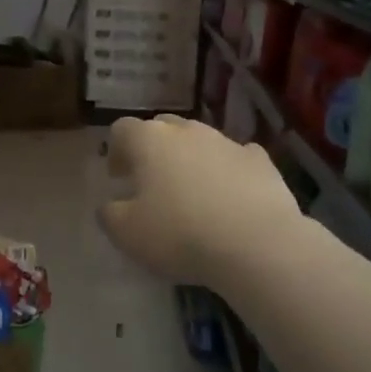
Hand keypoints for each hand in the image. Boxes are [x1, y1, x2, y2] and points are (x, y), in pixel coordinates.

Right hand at [98, 114, 304, 284]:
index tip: (119, 177)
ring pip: (201, 140)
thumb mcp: (127, 234)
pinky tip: (231, 196)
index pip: (122, 129)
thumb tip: (109, 205)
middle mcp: (187, 131)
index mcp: (149, 140)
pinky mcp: (261, 160)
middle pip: (163, 127)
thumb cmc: (180, 234)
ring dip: (192, 159)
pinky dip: (229, 171)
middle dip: (154, 148)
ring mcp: (227, 141)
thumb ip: (110, 215)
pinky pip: (237, 157)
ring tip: (193, 193)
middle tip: (152, 181)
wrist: (257, 244)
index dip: (117, 150)